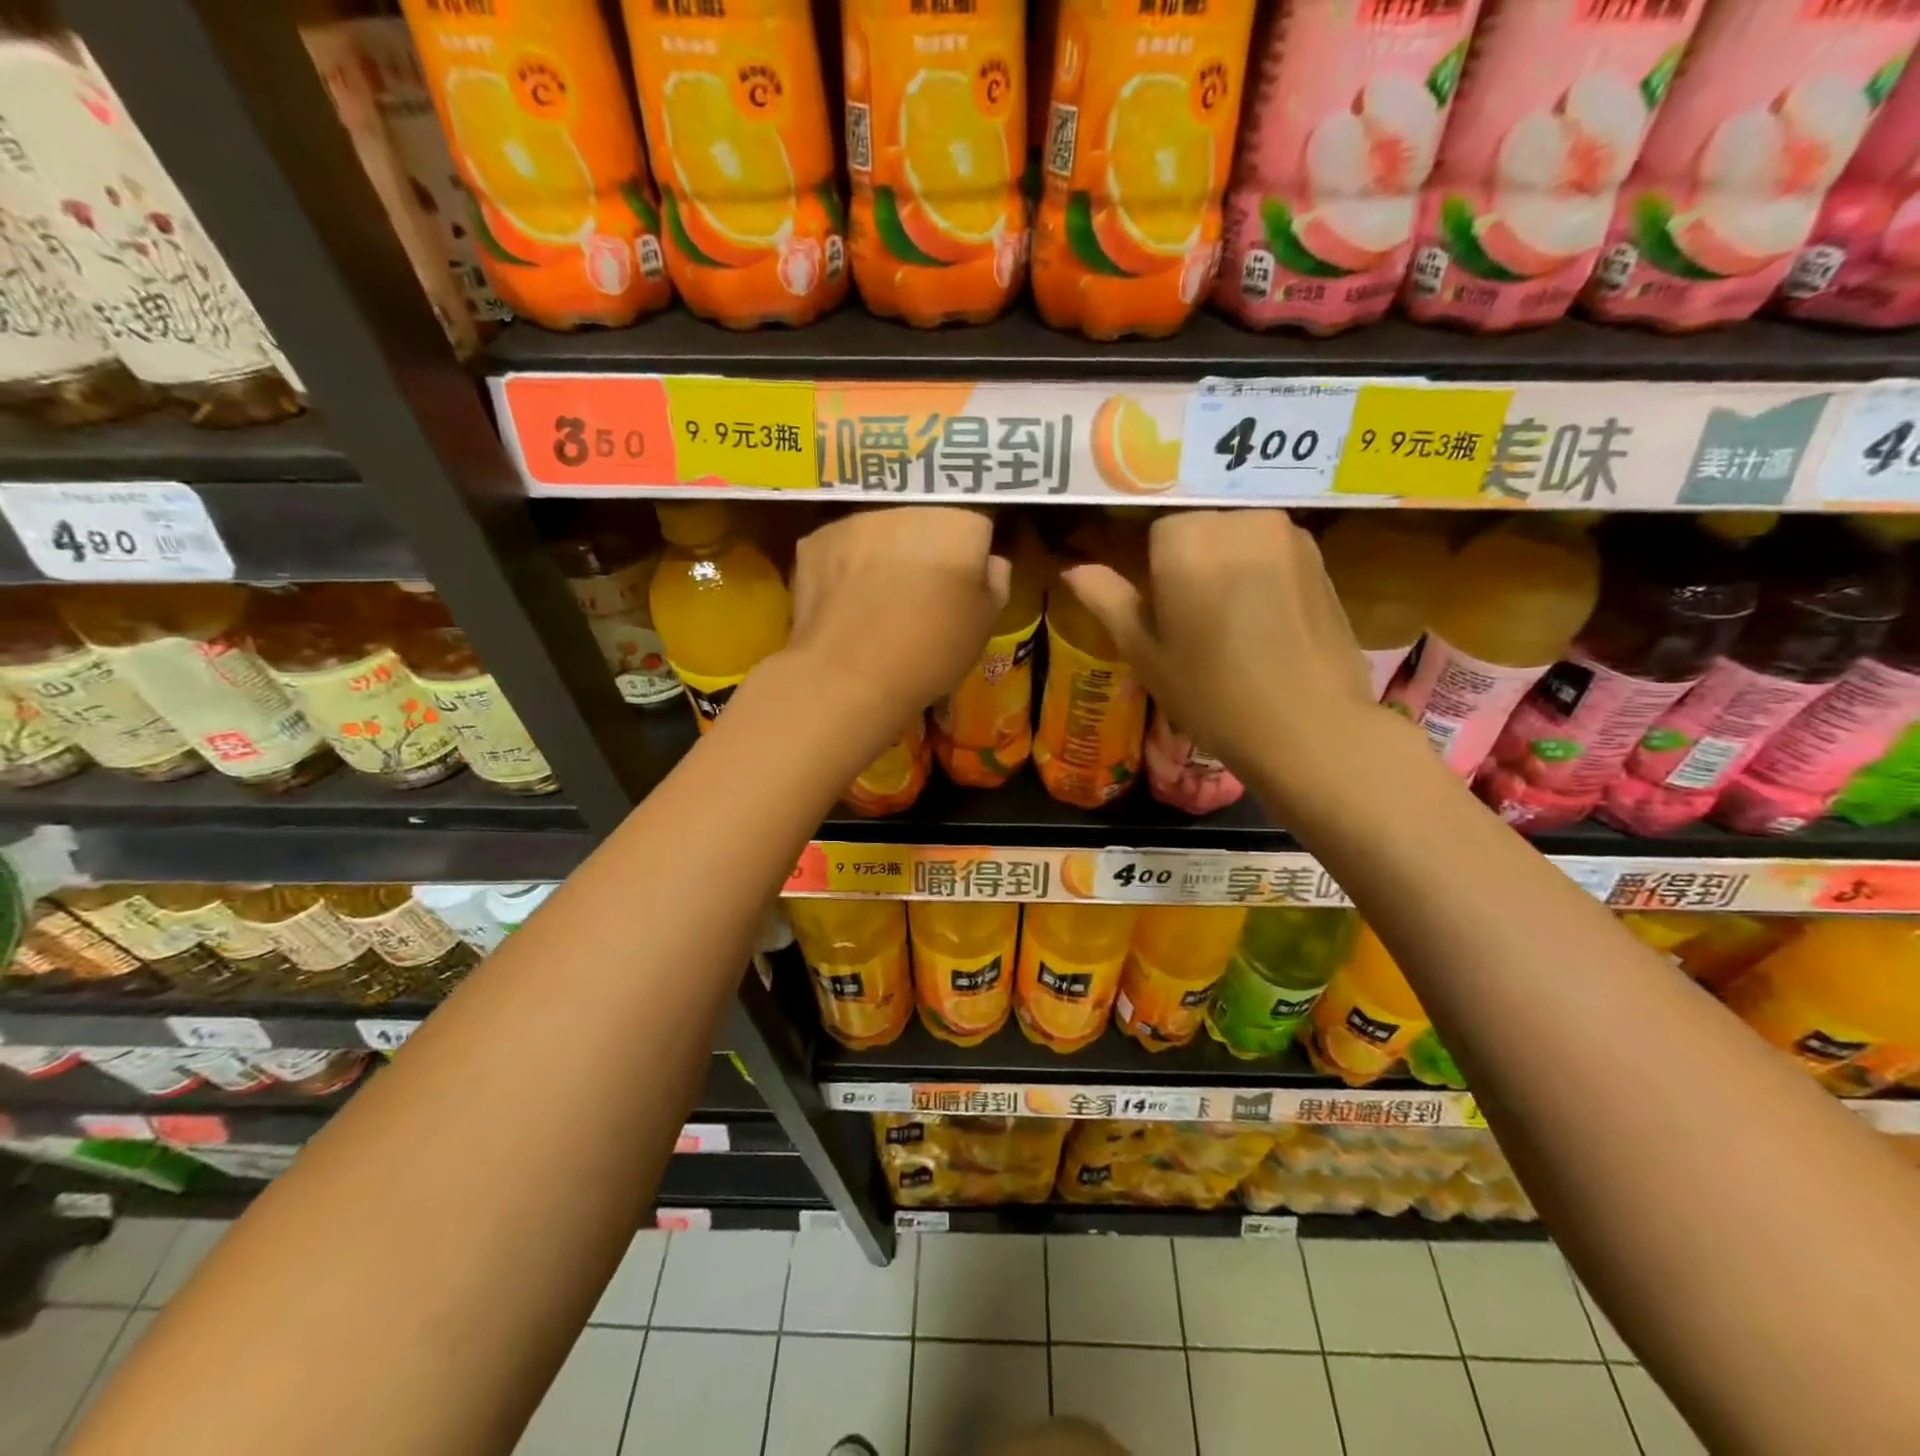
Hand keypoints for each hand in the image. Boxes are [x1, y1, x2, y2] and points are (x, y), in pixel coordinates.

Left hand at [788, 506, 1009, 728]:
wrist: (849, 676)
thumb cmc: (930, 652)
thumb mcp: (984, 627)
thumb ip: (995, 583)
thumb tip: (990, 562)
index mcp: (958, 525)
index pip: (976, 527)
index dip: (971, 560)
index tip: (960, 591)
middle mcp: (907, 509)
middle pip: (925, 522)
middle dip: (925, 550)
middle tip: (918, 599)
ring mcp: (855, 521)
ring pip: (880, 532)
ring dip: (883, 556)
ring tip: (877, 604)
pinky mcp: (814, 541)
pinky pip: (841, 548)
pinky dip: (845, 568)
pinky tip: (845, 604)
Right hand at [1061, 510, 1388, 797]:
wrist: (1308, 728)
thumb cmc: (1211, 694)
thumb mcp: (1145, 653)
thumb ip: (1107, 601)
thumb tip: (1072, 569)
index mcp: (1188, 540)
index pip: (1157, 535)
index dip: (1155, 577)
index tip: (1165, 620)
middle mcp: (1240, 521)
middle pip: (1199, 531)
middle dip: (1192, 566)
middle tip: (1196, 628)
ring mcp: (1288, 535)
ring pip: (1237, 539)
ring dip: (1228, 569)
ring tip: (1235, 628)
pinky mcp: (1320, 557)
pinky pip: (1272, 553)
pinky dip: (1262, 576)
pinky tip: (1268, 626)